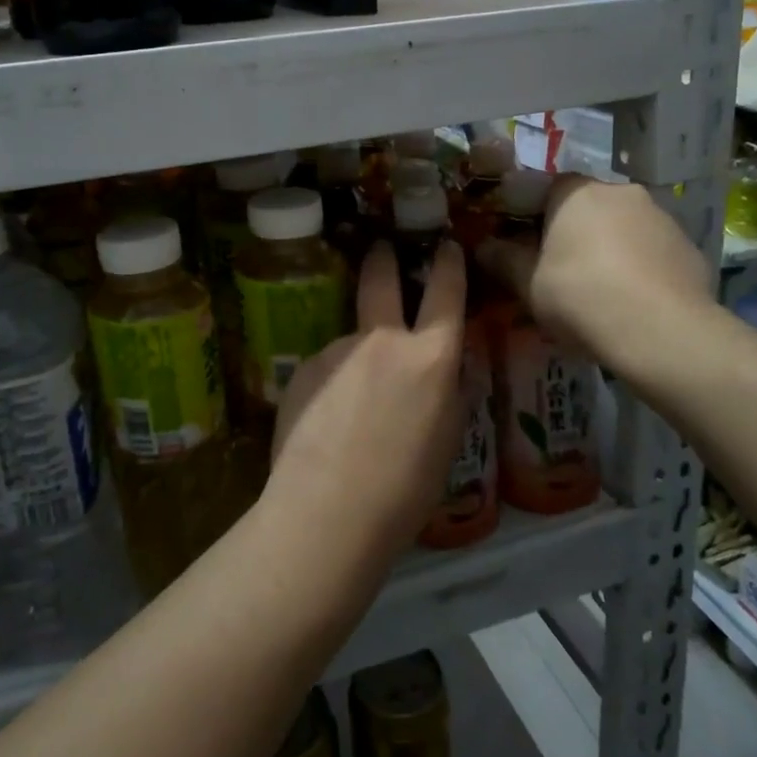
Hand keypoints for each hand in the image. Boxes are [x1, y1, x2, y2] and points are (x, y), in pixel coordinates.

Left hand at [264, 240, 466, 560]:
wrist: (328, 510)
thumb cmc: (405, 489)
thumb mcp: (447, 441)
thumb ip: (451, 393)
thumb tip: (452, 369)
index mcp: (431, 358)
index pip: (446, 293)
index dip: (448, 264)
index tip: (445, 246)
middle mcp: (384, 340)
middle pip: (382, 279)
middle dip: (384, 257)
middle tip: (382, 248)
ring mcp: (339, 349)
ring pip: (353, 339)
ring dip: (358, 356)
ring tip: (353, 410)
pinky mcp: (305, 368)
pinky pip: (328, 367)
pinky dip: (333, 384)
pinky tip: (328, 423)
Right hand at [478, 175, 713, 366]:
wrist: (663, 334)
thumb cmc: (582, 297)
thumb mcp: (528, 284)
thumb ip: (502, 260)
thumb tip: (482, 246)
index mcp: (577, 192)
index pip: (546, 187)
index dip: (533, 215)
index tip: (526, 245)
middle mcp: (621, 192)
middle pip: (587, 205)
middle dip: (572, 231)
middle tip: (559, 269)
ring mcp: (662, 217)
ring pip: (622, 226)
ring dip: (608, 247)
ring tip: (598, 289)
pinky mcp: (688, 247)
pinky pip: (651, 250)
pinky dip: (639, 266)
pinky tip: (632, 300)